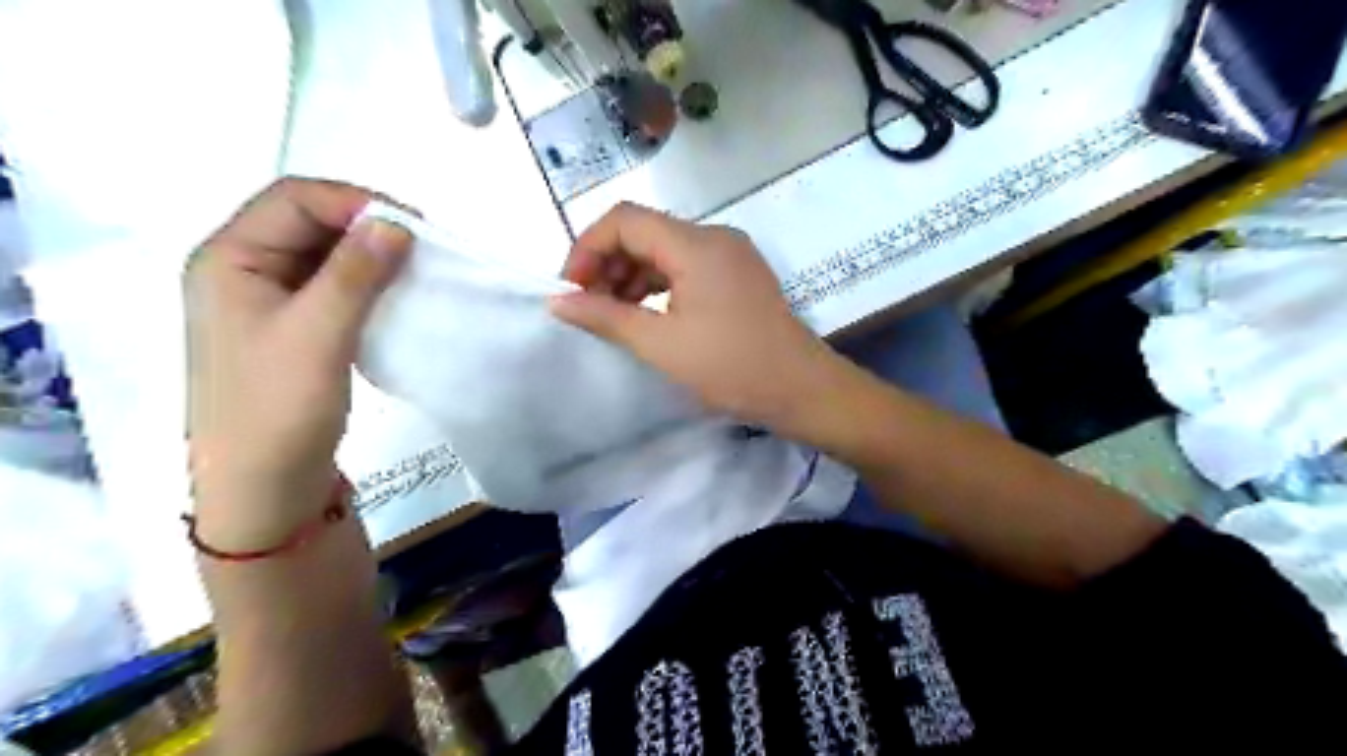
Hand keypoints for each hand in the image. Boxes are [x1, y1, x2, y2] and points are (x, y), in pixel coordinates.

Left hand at [184, 182, 411, 547]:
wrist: (265, 486)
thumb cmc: (278, 407)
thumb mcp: (318, 334)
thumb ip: (355, 273)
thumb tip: (396, 222)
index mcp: (229, 258)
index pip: (293, 199)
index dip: (355, 202)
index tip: (415, 227)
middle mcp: (243, 269)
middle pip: (308, 221)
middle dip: (366, 226)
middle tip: (422, 248)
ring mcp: (268, 300)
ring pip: (325, 255)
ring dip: (370, 255)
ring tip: (416, 270)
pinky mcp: (294, 328)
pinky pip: (333, 286)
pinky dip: (367, 283)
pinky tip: (395, 296)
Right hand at [546, 201, 851, 437]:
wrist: (802, 390)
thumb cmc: (731, 367)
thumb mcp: (661, 345)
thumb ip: (606, 317)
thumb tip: (558, 301)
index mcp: (695, 244)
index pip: (624, 219)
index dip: (588, 248)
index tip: (572, 290)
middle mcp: (714, 237)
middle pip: (645, 231)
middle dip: (608, 264)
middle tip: (589, 308)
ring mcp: (731, 255)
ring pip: (665, 250)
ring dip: (632, 276)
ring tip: (612, 316)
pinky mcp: (739, 275)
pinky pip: (687, 267)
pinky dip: (659, 285)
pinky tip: (646, 315)